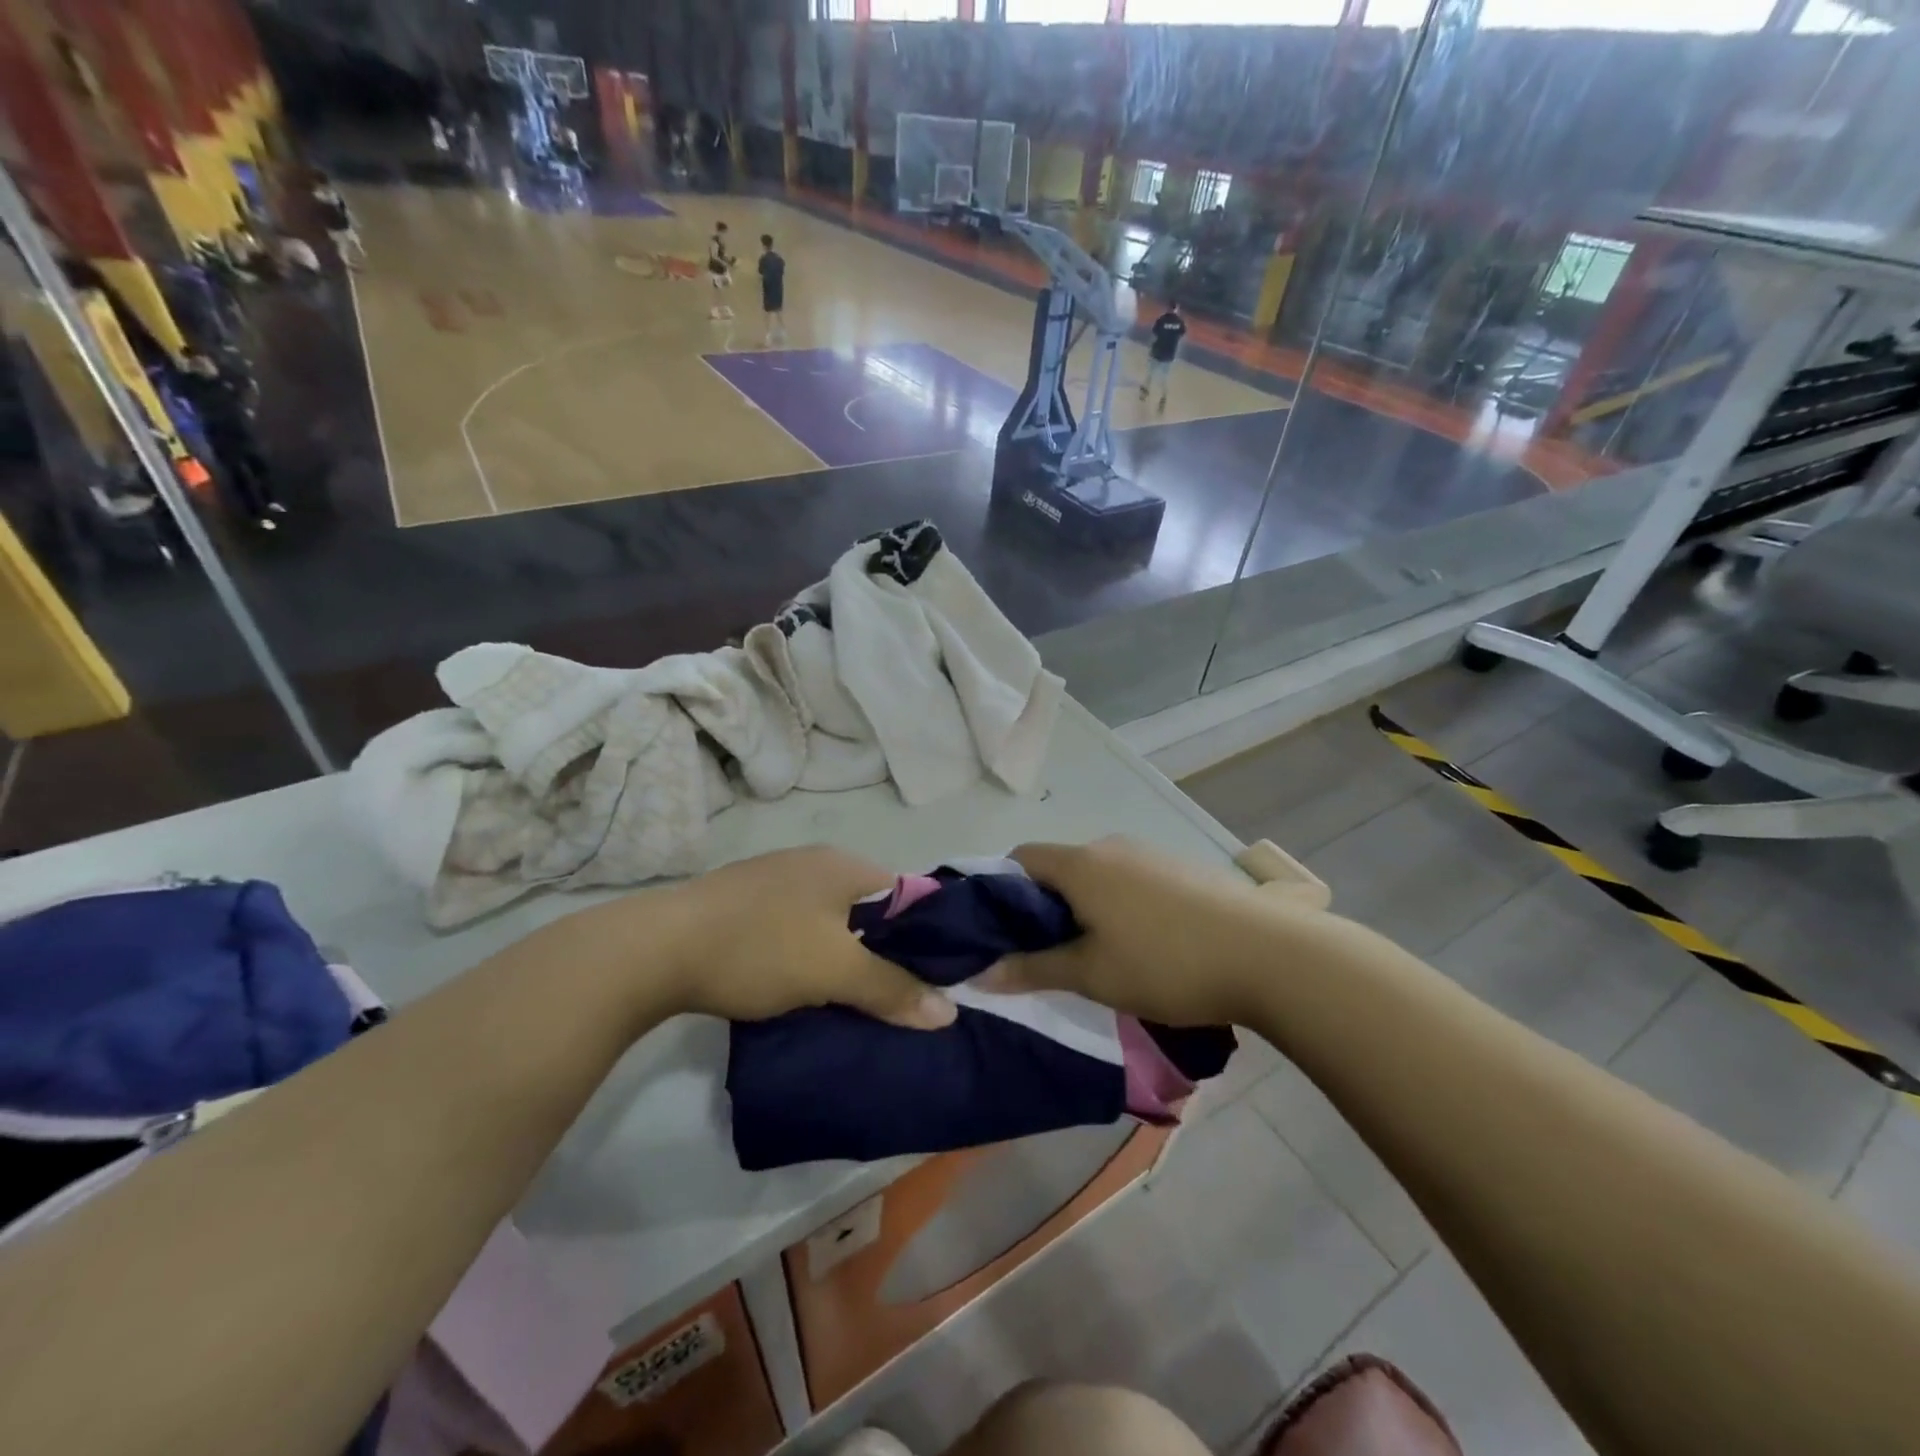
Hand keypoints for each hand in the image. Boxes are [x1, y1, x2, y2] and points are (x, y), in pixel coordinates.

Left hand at [641, 847, 956, 1029]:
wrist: (656, 950)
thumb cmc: (759, 948)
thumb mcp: (834, 972)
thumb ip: (892, 989)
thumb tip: (949, 1012)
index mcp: (844, 865)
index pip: (907, 895)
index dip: (925, 938)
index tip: (932, 981)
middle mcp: (815, 861)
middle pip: (869, 909)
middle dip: (883, 952)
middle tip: (892, 998)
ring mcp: (776, 878)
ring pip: (832, 920)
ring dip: (844, 956)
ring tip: (850, 999)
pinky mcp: (745, 900)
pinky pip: (798, 926)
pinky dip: (809, 953)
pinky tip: (800, 983)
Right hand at [982, 838, 1281, 1025]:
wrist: (1269, 954)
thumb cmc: (1165, 963)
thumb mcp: (1091, 975)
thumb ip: (1032, 969)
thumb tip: (980, 974)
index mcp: (1081, 863)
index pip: (1020, 858)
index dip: (1000, 890)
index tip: (1000, 931)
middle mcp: (1112, 846)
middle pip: (1059, 867)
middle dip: (1044, 906)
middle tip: (1045, 954)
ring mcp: (1151, 854)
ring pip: (1098, 875)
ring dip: (1085, 908)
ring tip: (1095, 955)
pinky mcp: (1182, 869)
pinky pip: (1131, 881)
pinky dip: (1119, 905)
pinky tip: (1142, 944)